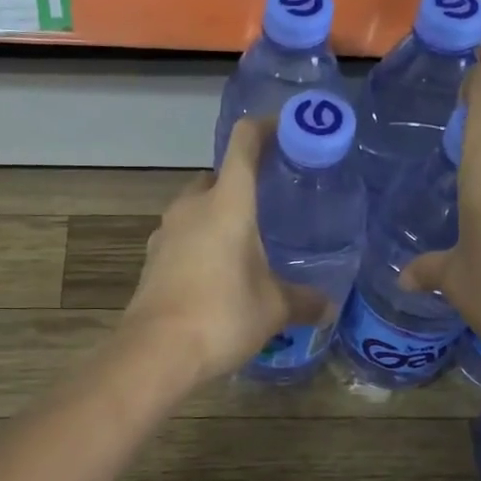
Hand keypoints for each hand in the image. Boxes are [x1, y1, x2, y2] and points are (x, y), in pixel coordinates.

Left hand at [121, 117, 327, 386]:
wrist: (156, 351)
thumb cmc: (222, 316)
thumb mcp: (273, 309)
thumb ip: (303, 301)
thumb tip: (328, 306)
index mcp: (227, 203)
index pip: (244, 144)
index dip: (265, 128)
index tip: (285, 130)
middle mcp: (192, 207)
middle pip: (217, 177)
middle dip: (241, 184)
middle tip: (270, 204)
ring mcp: (166, 232)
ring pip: (196, 209)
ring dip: (218, 216)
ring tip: (245, 243)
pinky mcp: (151, 259)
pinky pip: (181, 237)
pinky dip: (200, 242)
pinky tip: (217, 272)